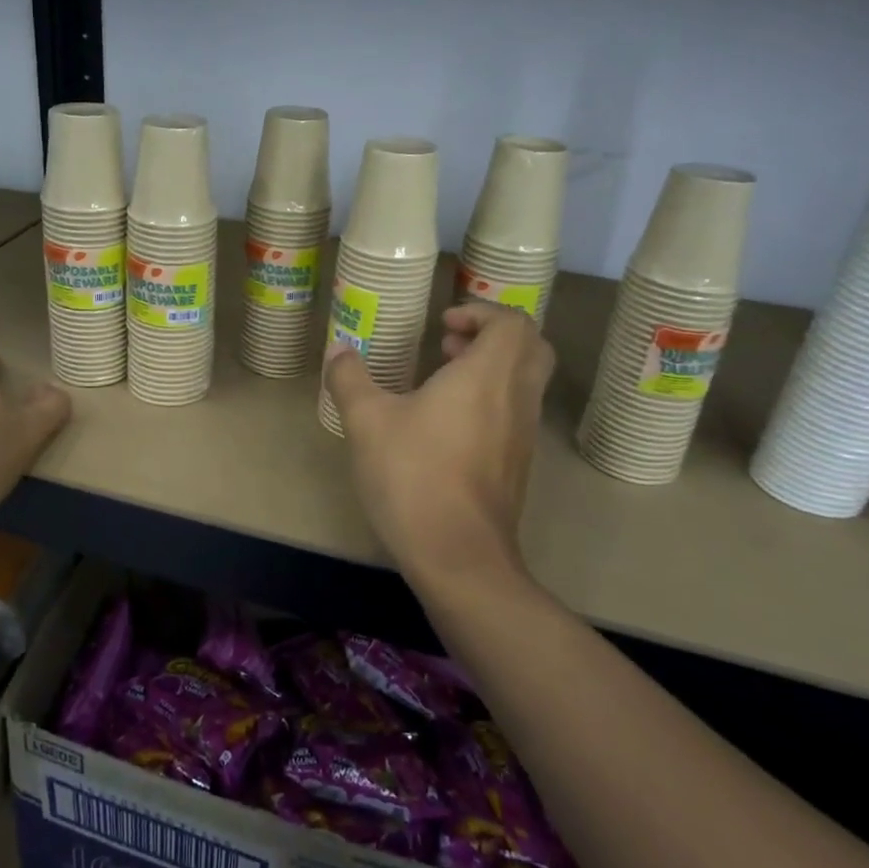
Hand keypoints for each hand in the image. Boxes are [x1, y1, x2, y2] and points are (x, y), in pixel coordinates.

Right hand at [325, 303, 554, 582]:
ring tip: (442, 379)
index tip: (443, 323)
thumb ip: (350, 378)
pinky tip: (446, 423)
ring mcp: (522, 435)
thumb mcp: (367, 421)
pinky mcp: (517, 466)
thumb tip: (337, 349)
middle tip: (449, 343)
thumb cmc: (413, 475)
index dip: (480, 312)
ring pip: (525, 382)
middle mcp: (516, 398)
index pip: (512, 322)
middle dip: (492, 335)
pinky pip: (515, 413)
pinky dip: (492, 399)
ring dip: (492, 368)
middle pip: (531, 347)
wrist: (458, 555)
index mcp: (488, 375)